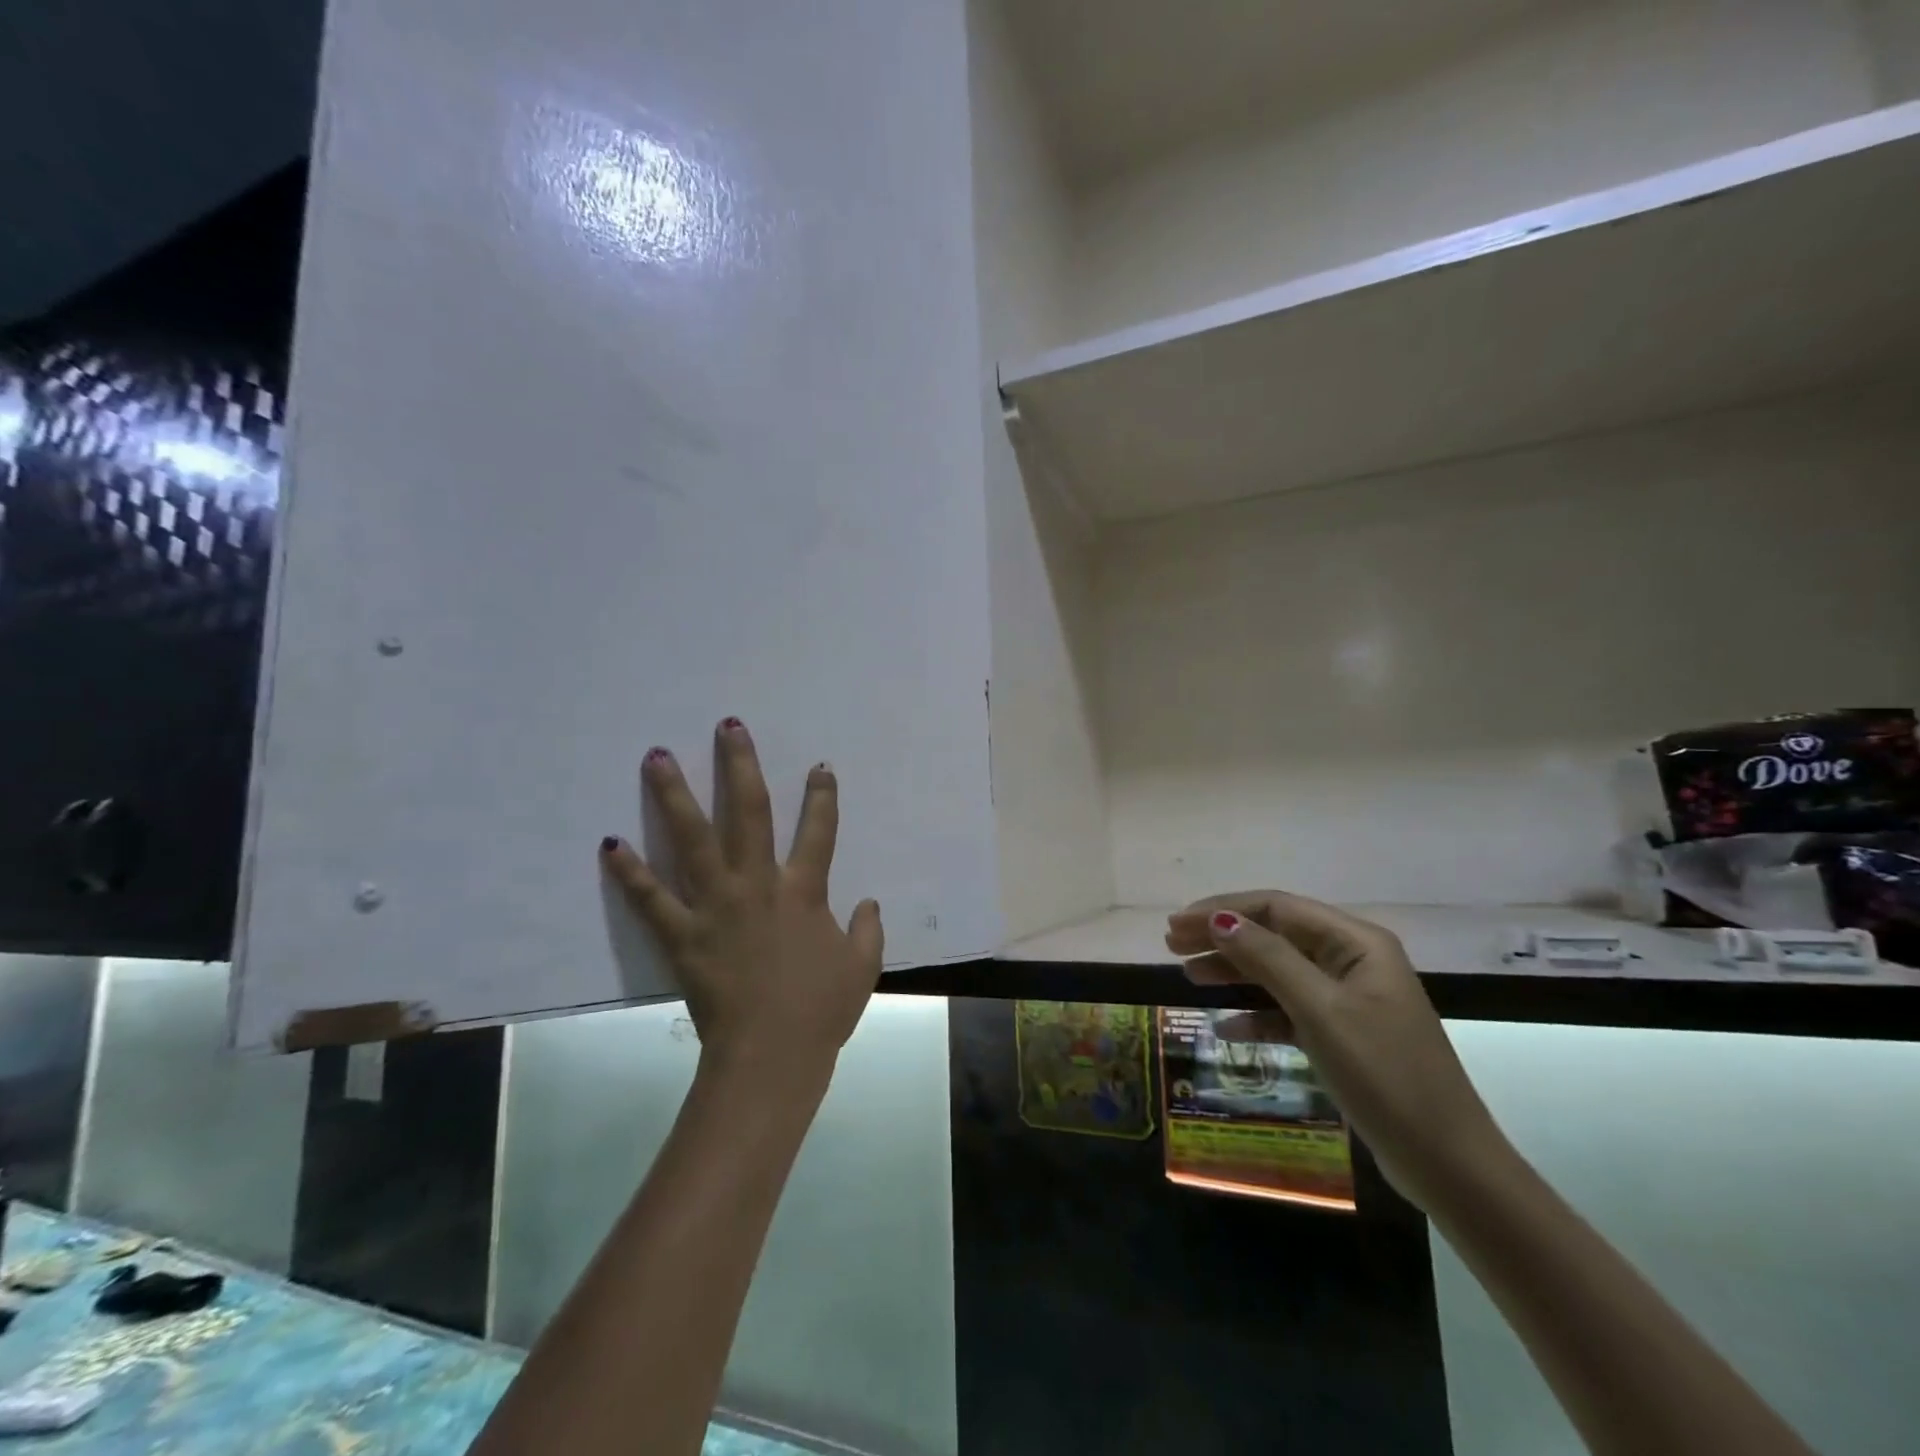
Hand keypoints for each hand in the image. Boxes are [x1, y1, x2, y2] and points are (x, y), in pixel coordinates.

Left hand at [600, 718, 882, 1087]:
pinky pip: (651, 898)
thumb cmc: (821, 1010)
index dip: (822, 796)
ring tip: (656, 757)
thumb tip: (869, 902)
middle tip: (728, 727)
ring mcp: (716, 905)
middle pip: (750, 813)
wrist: (771, 1056)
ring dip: (674, 795)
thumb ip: (869, 930)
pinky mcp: (682, 934)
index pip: (818, 831)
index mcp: (804, 891)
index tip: (818, 766)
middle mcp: (758, 884)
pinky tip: (609, 842)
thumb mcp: (863, 968)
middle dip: (740, 766)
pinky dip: (629, 871)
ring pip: (693, 839)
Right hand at [1166, 891, 1511, 1210]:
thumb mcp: (1320, 1010)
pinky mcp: (1344, 1033)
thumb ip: (1268, 959)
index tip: (1177, 925)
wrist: (1446, 1162)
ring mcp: (1349, 998)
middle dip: (1223, 937)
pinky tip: (1228, 1026)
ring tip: (1189, 976)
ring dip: (1234, 971)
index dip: (1223, 910)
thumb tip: (1220, 919)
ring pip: (1278, 971)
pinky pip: (1289, 1009)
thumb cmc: (1383, 1073)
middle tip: (1172, 946)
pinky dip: (1258, 1013)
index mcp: (1356, 942)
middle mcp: (1353, 960)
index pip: (1276, 907)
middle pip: (1274, 934)